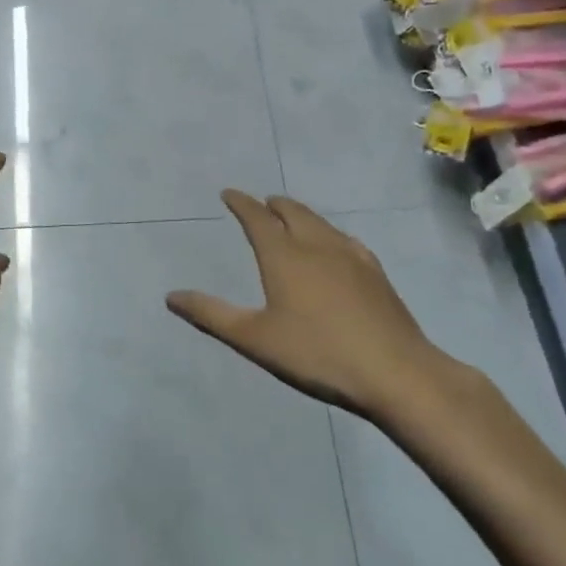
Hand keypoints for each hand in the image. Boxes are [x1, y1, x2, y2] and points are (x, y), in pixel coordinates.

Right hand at [166, 190, 471, 421]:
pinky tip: (335, 245)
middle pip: (292, 213)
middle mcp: (316, 246)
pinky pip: (345, 239)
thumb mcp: (254, 339)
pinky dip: (329, 232)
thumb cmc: (316, 353)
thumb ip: (211, 315)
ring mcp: (351, 257)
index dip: (241, 203)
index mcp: (283, 256)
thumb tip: (171, 296)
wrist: (395, 372)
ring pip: (320, 223)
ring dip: (300, 214)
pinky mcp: (375, 273)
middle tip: (261, 202)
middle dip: (272, 204)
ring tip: (291, 216)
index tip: (229, 193)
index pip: (257, 219)